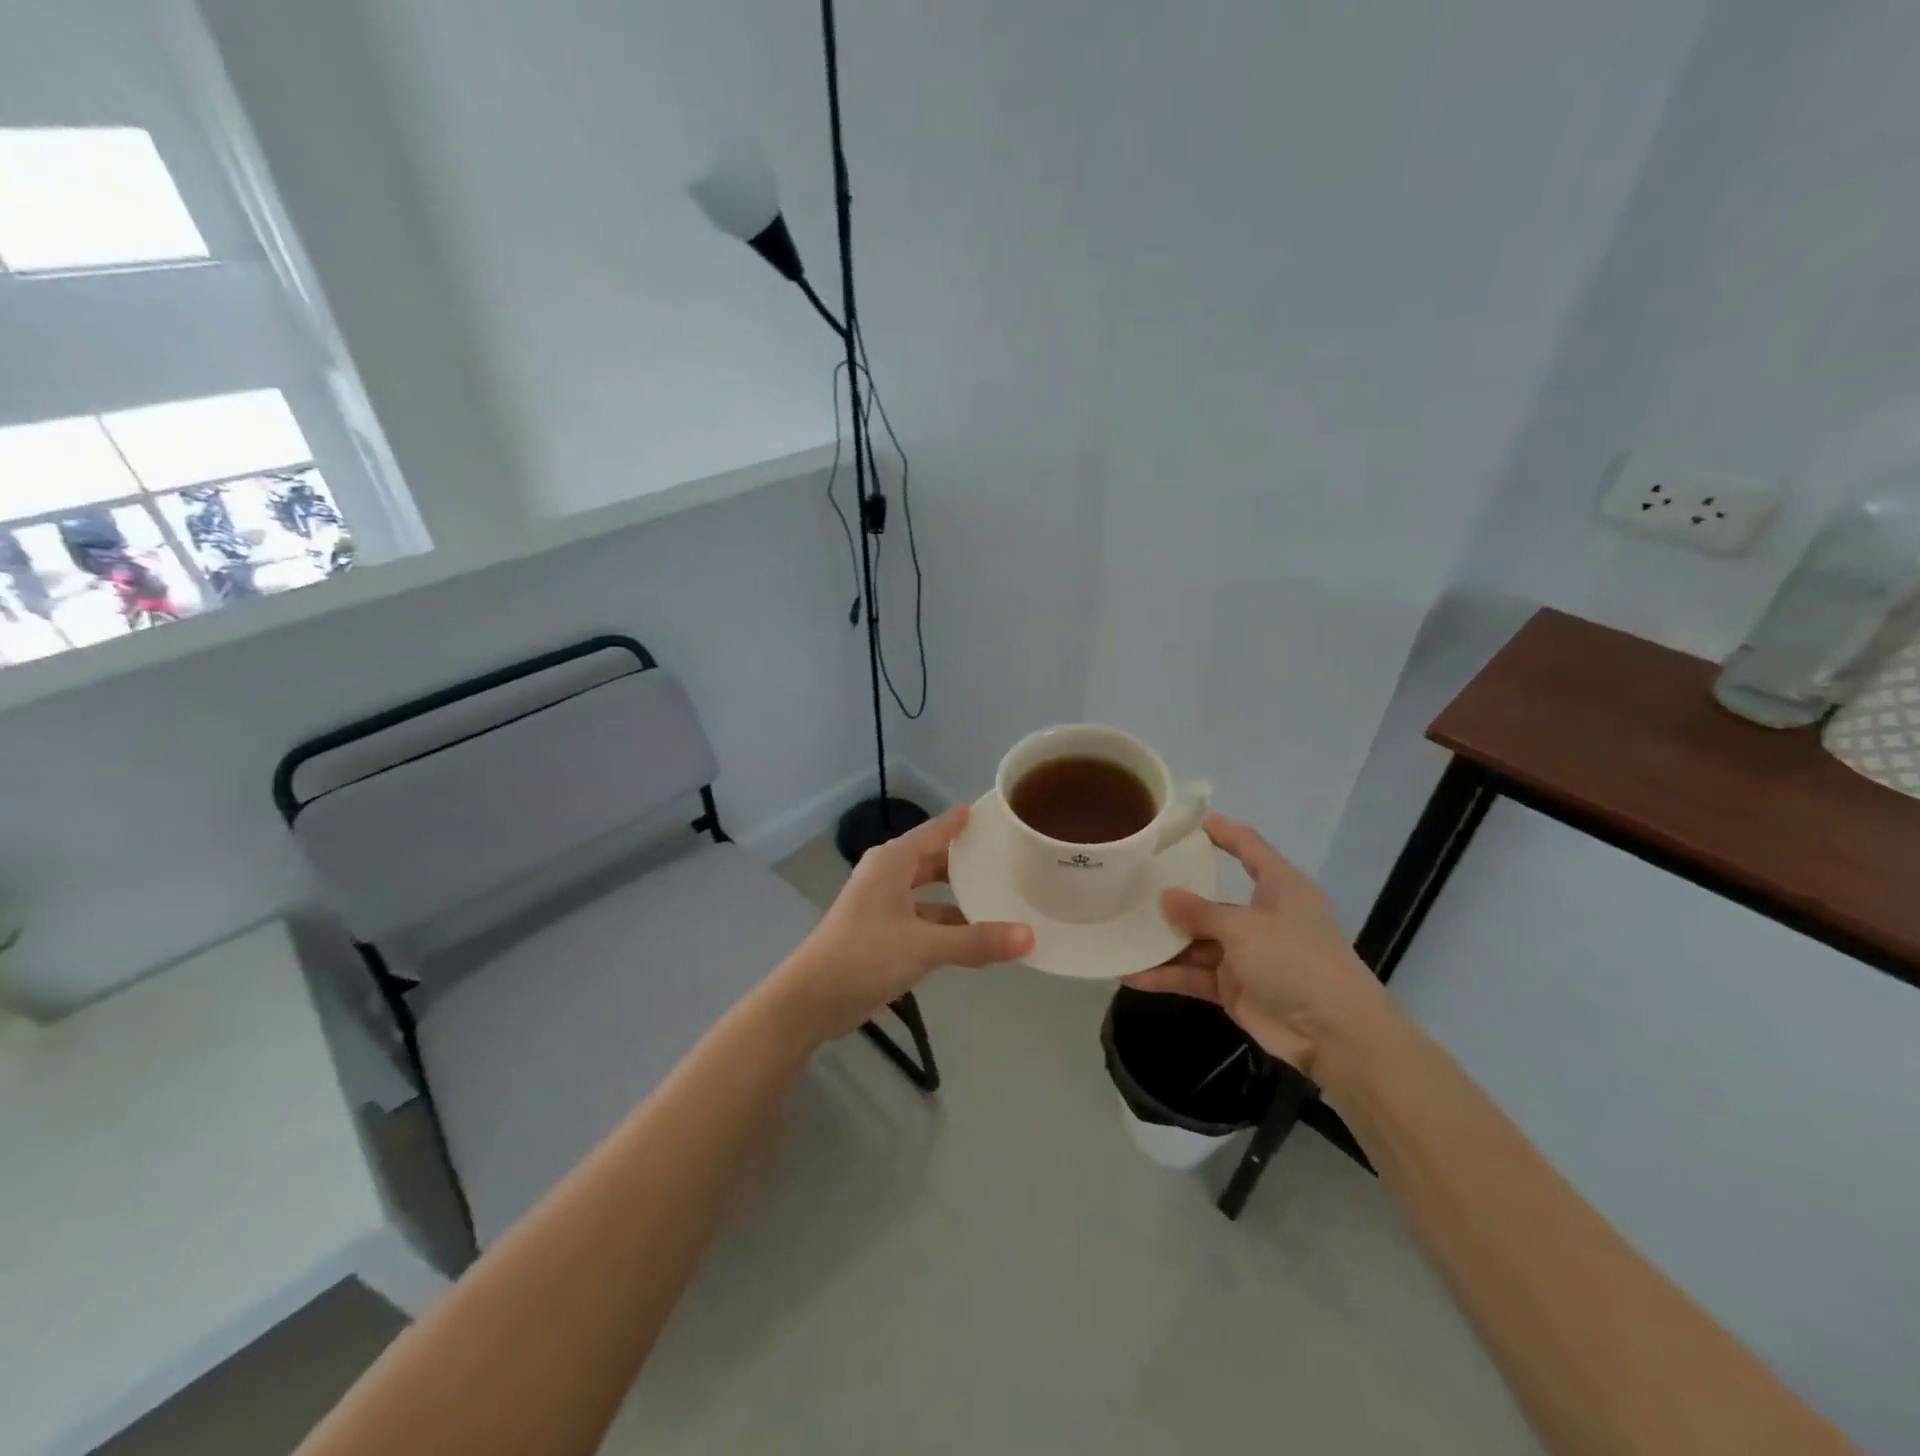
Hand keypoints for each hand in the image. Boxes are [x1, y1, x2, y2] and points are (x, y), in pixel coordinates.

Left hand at [773, 805, 1033, 1039]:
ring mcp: (884, 906)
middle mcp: (888, 876)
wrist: (811, 1000)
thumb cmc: (864, 956)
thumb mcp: (925, 946)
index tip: (994, 814)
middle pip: (934, 860)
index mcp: (893, 862)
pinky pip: (924, 920)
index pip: (935, 831)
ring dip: (959, 899)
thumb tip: (1030, 937)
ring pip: (930, 894)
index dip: (962, 822)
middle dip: (967, 862)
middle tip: (1009, 859)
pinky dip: (947, 926)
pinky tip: (975, 937)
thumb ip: (977, 941)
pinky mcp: (883, 935)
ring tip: (1002, 899)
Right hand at [1124, 813, 1390, 1078]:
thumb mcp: (1245, 927)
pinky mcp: (1234, 987)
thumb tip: (1164, 896)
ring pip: (1196, 940)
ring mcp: (1246, 954)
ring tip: (1120, 930)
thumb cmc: (1296, 960)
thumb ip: (1200, 912)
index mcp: (1279, 887)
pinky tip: (1132, 973)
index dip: (1222, 832)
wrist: (1334, 1034)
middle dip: (1175, 894)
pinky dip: (1167, 975)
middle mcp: (1261, 916)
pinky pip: (1194, 975)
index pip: (1249, 848)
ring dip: (1163, 940)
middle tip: (1132, 880)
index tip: (1189, 821)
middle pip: (1212, 899)